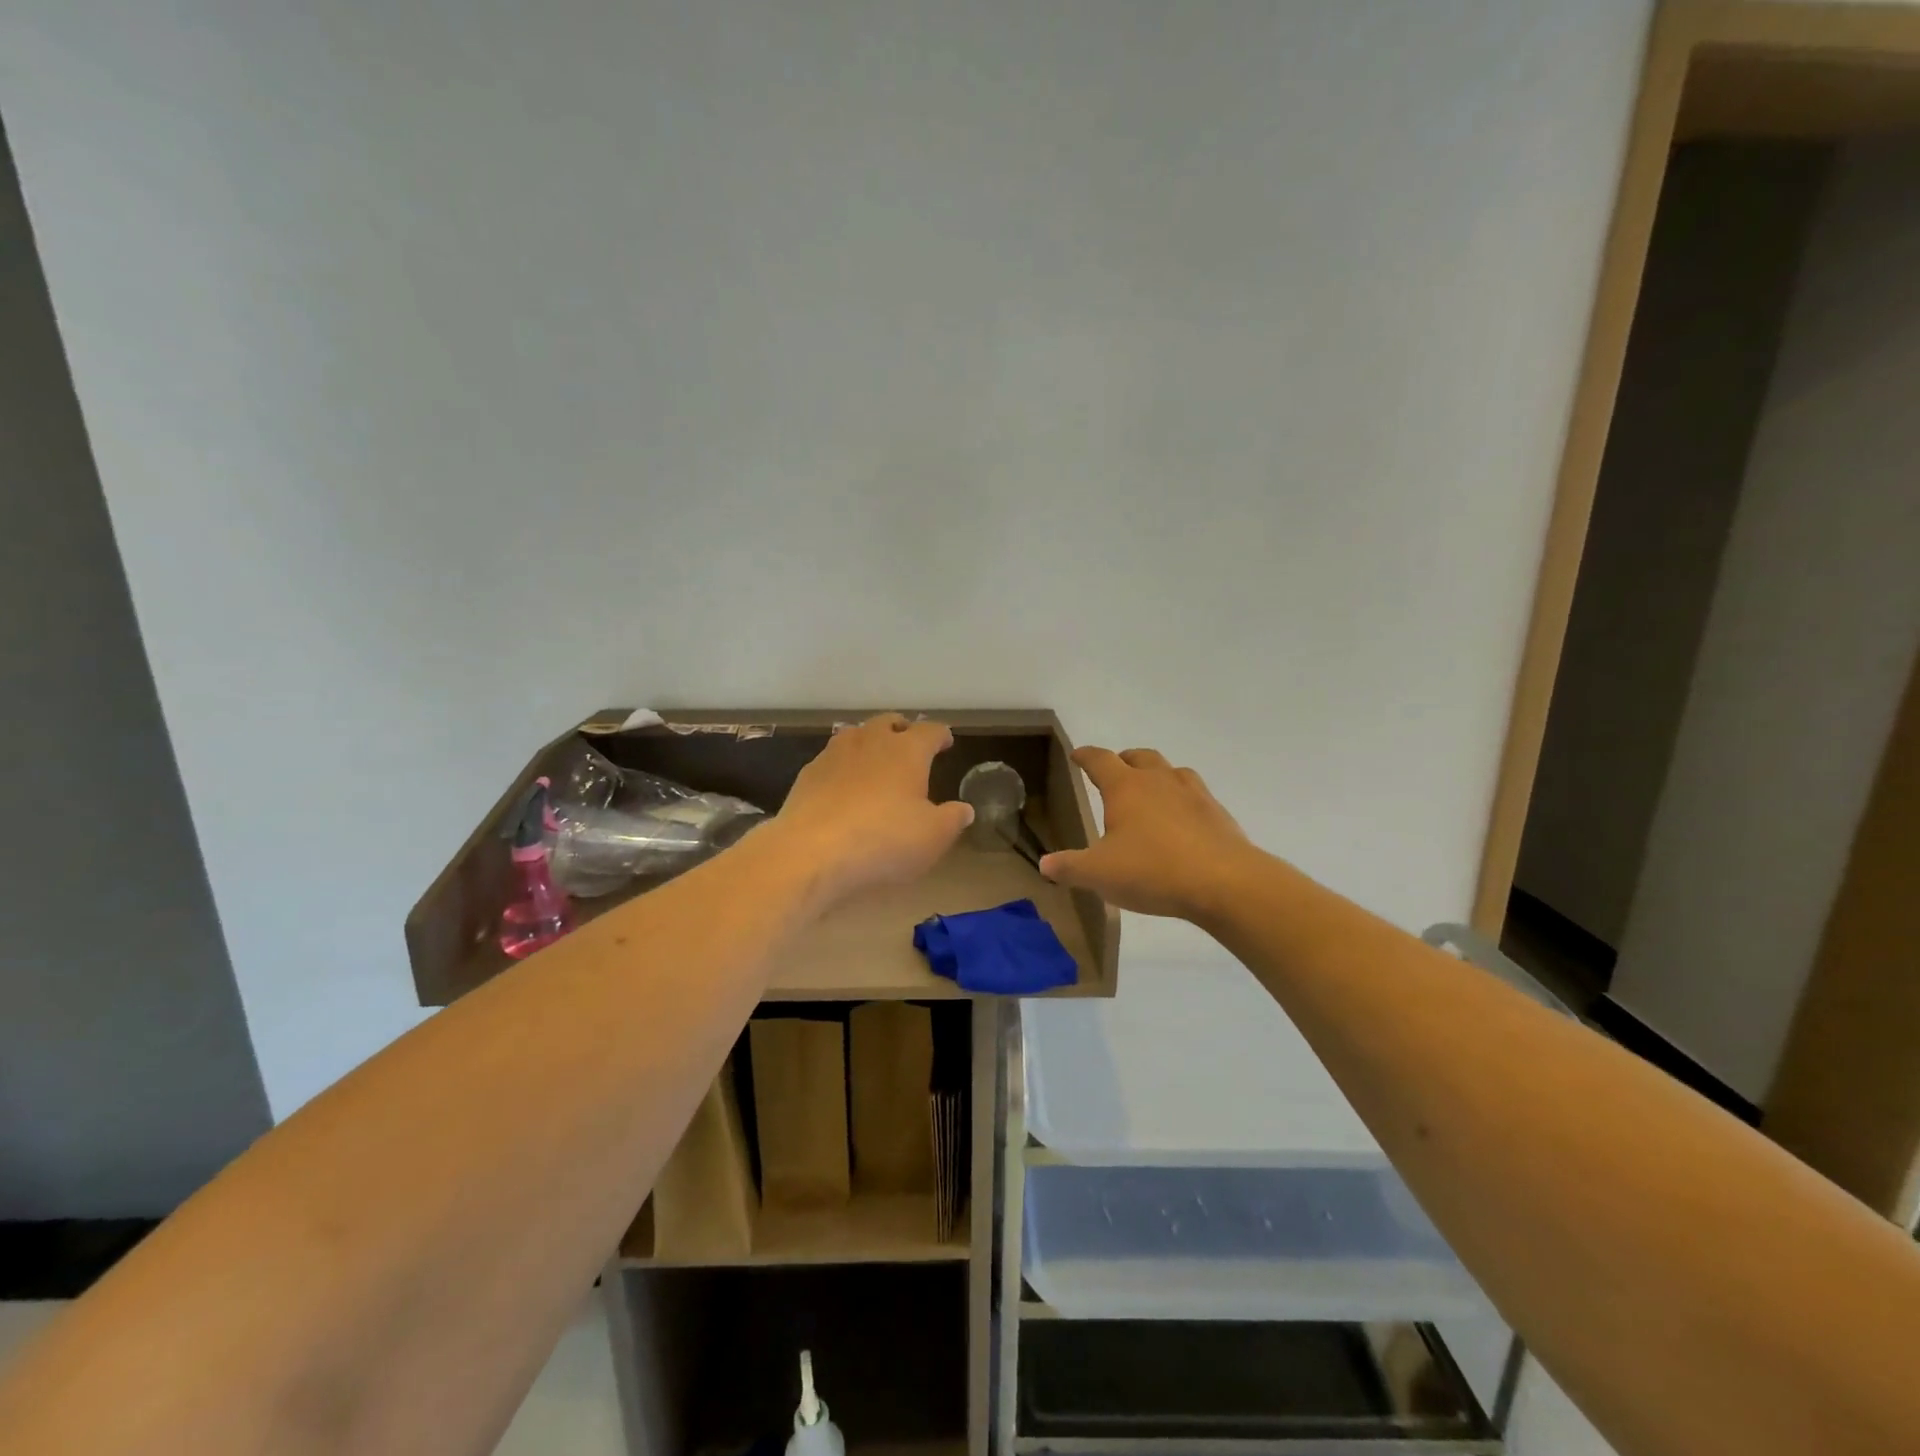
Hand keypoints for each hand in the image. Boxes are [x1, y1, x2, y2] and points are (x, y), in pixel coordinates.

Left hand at [772, 714, 973, 907]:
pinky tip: (843, 785)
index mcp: (907, 750)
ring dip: (869, 742)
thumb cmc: (884, 840)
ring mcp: (834, 754)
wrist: (811, 852)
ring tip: (875, 759)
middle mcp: (870, 741)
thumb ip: (952, 819)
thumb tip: (964, 809)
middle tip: (909, 743)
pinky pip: (831, 759)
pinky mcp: (808, 775)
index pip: (930, 731)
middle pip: (888, 722)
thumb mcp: (933, 836)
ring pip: (855, 735)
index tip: (946, 742)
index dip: (941, 735)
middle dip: (902, 729)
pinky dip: (843, 766)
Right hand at [1040, 747, 1254, 920]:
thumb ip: (1069, 867)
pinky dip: (1182, 798)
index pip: (1100, 760)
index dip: (1086, 756)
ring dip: (1156, 775)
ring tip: (1150, 792)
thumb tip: (1044, 865)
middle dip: (1123, 760)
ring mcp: (1192, 793)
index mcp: (1125, 787)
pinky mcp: (1216, 813)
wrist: (1224, 882)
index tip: (1077, 755)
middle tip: (1114, 771)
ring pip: (1171, 771)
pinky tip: (1182, 819)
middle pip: (1139, 757)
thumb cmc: (1153, 871)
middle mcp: (1158, 780)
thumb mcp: (1099, 874)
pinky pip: (1194, 794)